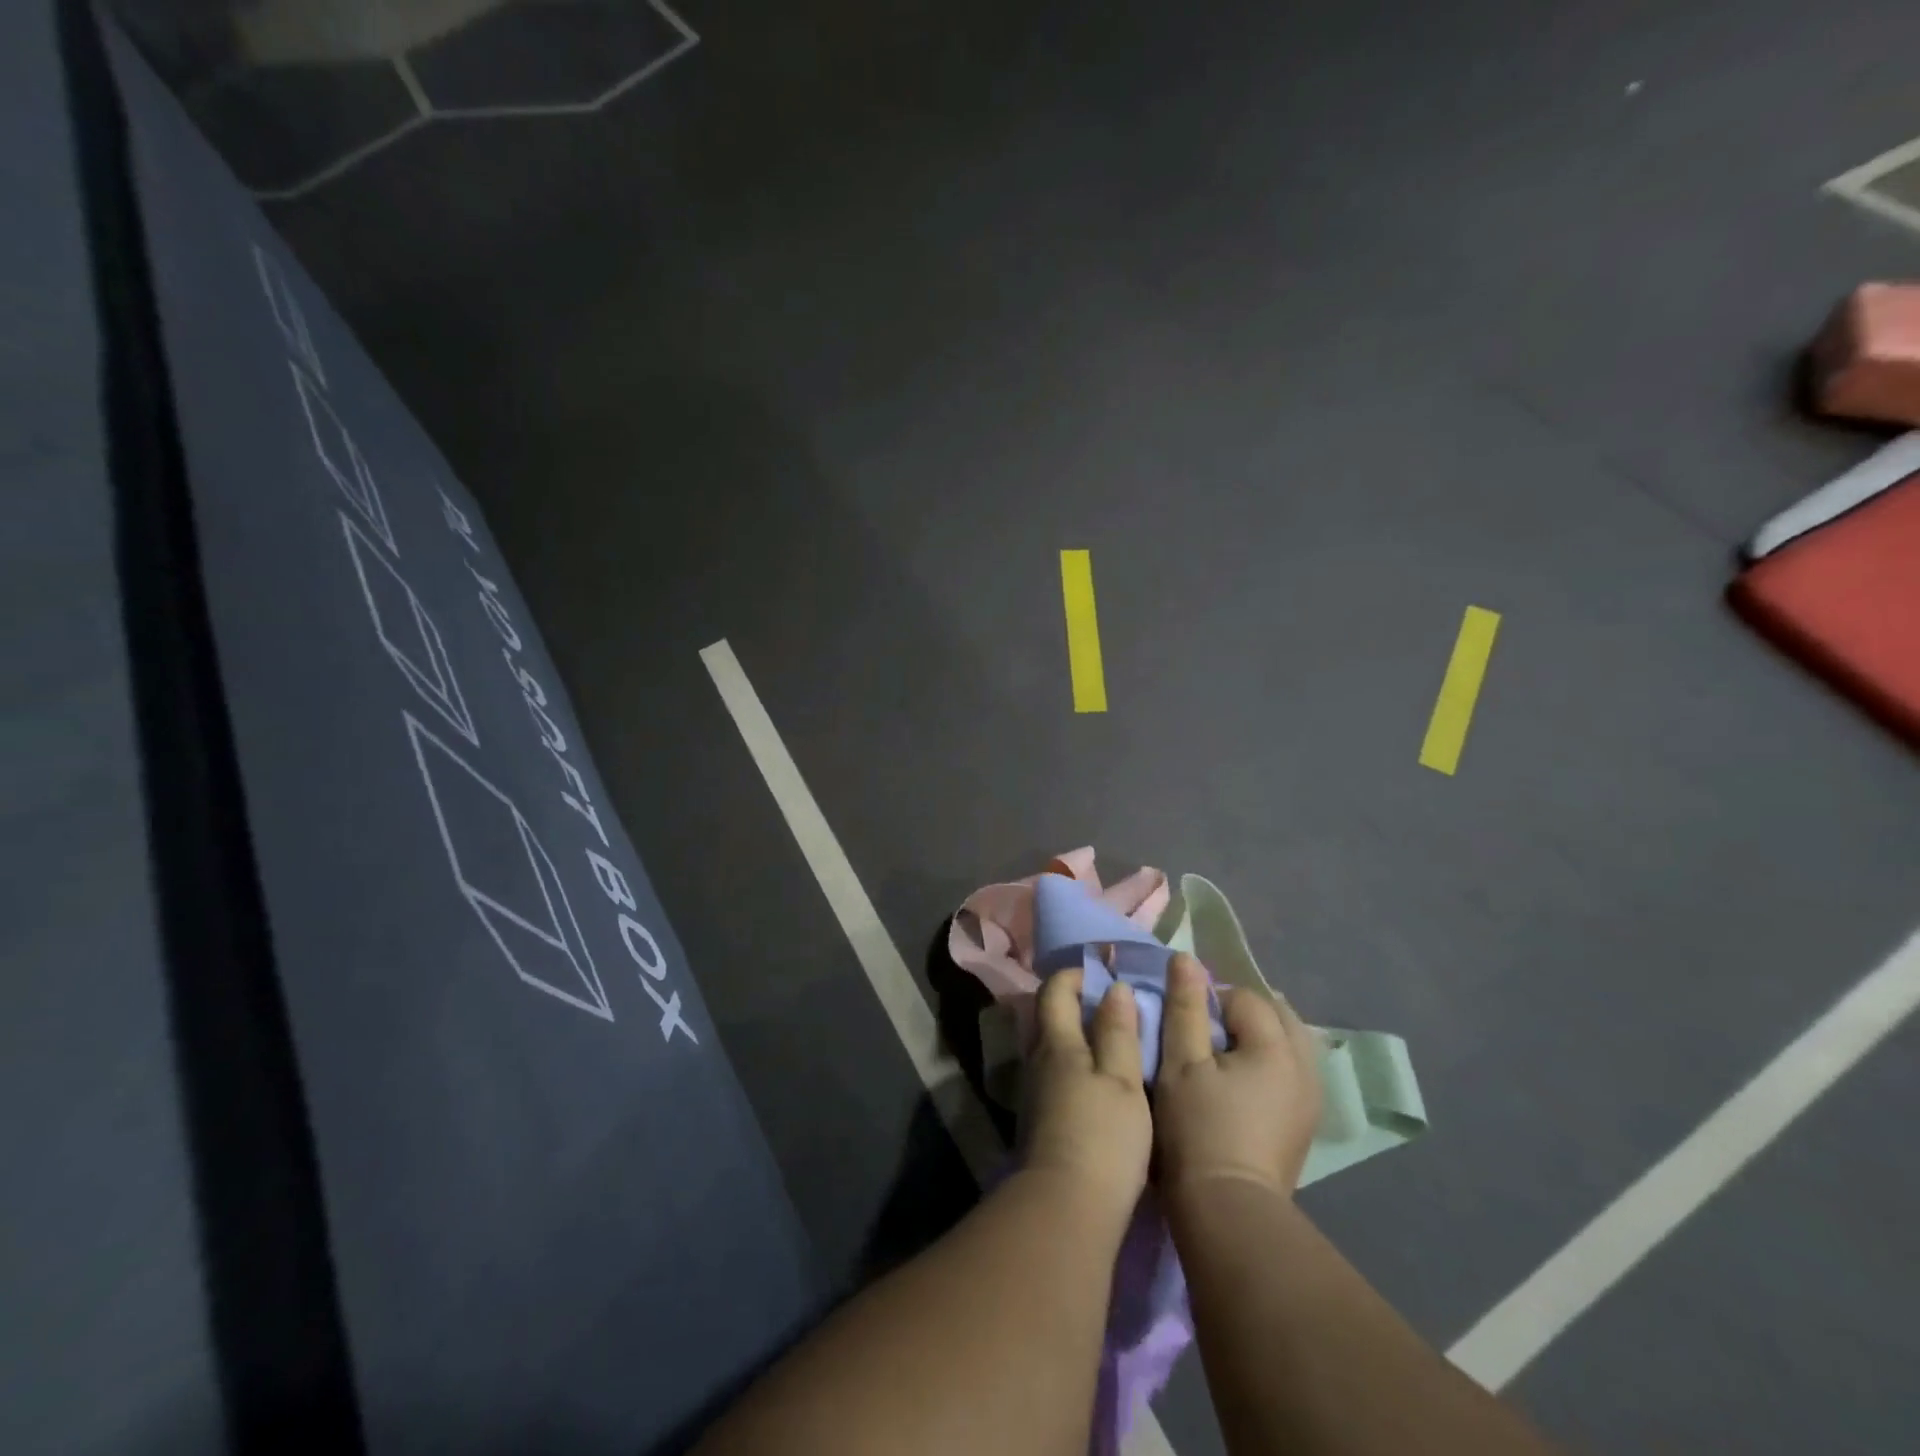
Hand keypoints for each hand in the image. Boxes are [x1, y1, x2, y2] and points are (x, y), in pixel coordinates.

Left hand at [1019, 970, 1153, 1223]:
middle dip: (1075, 1002)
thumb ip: (1118, 1032)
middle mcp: (1037, 1060)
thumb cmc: (1102, 1136)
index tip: (1105, 974)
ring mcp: (1035, 1092)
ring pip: (1051, 1047)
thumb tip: (1114, 988)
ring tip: (1115, 1044)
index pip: (1054, 990)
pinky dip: (1076, 1064)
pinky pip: (1055, 1074)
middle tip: (1114, 1006)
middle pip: (1048, 1016)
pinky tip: (1101, 1083)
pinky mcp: (1040, 1120)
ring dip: (1077, 1035)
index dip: (1076, 975)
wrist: (1066, 1208)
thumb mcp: (1123, 1080)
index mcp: (1057, 1043)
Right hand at [1154, 953, 1321, 1202]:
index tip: (1184, 1028)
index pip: (1243, 997)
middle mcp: (1305, 1066)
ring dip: (1257, 1036)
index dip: (1209, 1003)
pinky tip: (1241, 1083)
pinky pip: (1292, 1069)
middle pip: (1276, 1014)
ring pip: (1288, 1041)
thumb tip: (1186, 958)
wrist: (1228, 1210)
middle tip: (1203, 1035)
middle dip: (1240, 1013)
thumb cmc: (1197, 1129)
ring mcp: (1311, 1097)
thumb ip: (1184, 1007)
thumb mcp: (1180, 1062)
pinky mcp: (1306, 1121)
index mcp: (1276, 1047)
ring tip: (1221, 1056)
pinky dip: (1270, 1062)